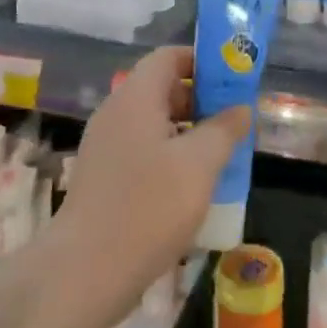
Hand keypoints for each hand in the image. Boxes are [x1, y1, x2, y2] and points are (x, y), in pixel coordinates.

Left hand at [53, 46, 249, 309]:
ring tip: (222, 154)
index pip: (168, 56)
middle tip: (235, 121)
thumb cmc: (148, 207)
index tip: (234, 79)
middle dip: (201, 99)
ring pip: (154, 123)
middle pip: (161, 88)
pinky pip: (143, 150)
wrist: (86, 271)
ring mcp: (106, 146)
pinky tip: (193, 185)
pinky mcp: (104, 177)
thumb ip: (224, 130)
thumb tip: (240, 109)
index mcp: (135, 98)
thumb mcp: (199, 165)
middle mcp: (116, 114)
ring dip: (189, 131)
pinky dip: (170, 155)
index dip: (203, 61)